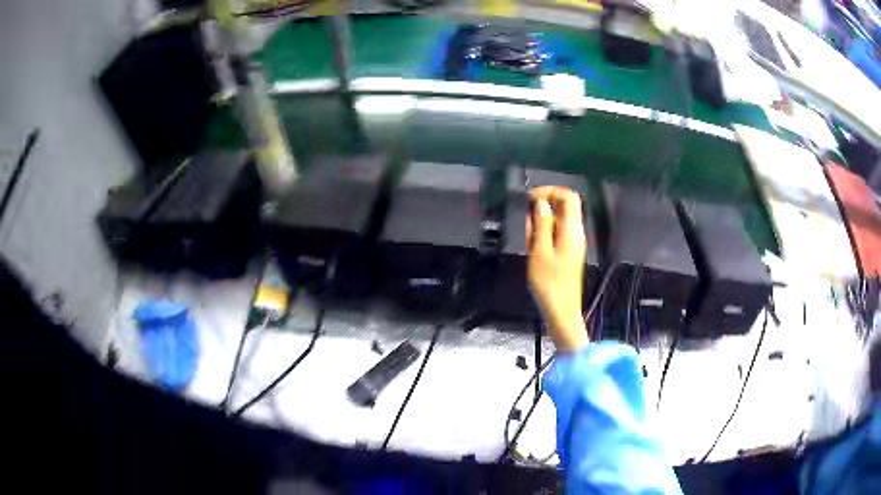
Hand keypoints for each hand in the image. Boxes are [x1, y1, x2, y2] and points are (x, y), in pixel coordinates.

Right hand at [527, 186, 588, 351]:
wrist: (562, 311)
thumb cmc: (549, 283)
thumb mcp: (540, 251)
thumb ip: (541, 224)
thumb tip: (540, 203)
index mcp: (572, 229)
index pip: (569, 196)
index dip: (550, 191)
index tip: (530, 199)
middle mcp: (576, 233)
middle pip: (564, 207)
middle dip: (543, 209)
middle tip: (526, 225)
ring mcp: (574, 244)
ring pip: (558, 221)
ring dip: (541, 224)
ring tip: (528, 241)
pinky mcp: (569, 254)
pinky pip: (557, 235)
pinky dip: (544, 236)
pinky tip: (533, 250)